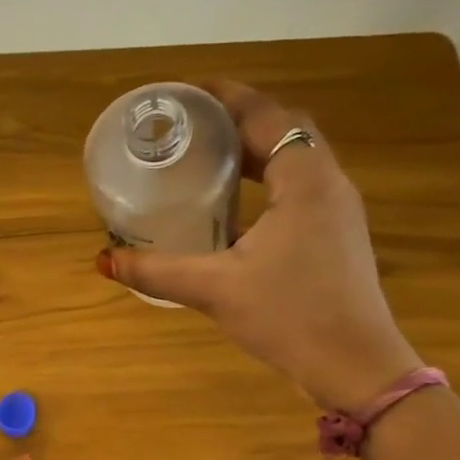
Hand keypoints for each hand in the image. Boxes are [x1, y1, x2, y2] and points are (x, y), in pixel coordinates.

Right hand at [95, 79, 421, 412]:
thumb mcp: (216, 289)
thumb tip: (104, 261)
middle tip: (190, 125)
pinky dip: (266, 183)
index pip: (264, 116)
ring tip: (206, 157)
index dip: (224, 97)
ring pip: (294, 161)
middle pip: (284, 130)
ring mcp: (337, 211)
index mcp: (304, 179)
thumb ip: (158, 271)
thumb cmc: (289, 316)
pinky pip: (299, 189)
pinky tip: (235, 208)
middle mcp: (328, 183)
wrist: (355, 366)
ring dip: (254, 151)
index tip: (185, 92)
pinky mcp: (336, 237)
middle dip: (237, 120)